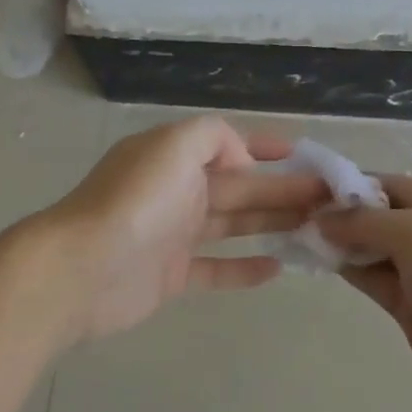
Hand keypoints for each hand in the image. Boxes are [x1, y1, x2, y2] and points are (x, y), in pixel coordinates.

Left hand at [34, 117, 328, 341]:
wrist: (81, 269)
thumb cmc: (136, 200)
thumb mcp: (175, 145)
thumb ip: (214, 137)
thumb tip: (241, 159)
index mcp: (175, 155)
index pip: (228, 144)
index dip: (264, 146)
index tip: (304, 152)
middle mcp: (176, 189)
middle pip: (240, 186)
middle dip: (283, 187)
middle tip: (330, 197)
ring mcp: (174, 233)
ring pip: (234, 223)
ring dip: (272, 221)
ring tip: (316, 226)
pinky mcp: (172, 274)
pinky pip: (217, 268)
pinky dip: (245, 268)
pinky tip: (279, 268)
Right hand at [316, 175, 411, 411]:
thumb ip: (368, 221)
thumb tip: (322, 218)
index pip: (392, 184)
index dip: (351, 184)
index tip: (308, 188)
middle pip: (380, 214)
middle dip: (342, 213)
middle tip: (295, 213)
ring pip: (373, 247)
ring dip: (341, 241)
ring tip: (298, 234)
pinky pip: (373, 277)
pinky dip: (348, 267)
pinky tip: (319, 260)